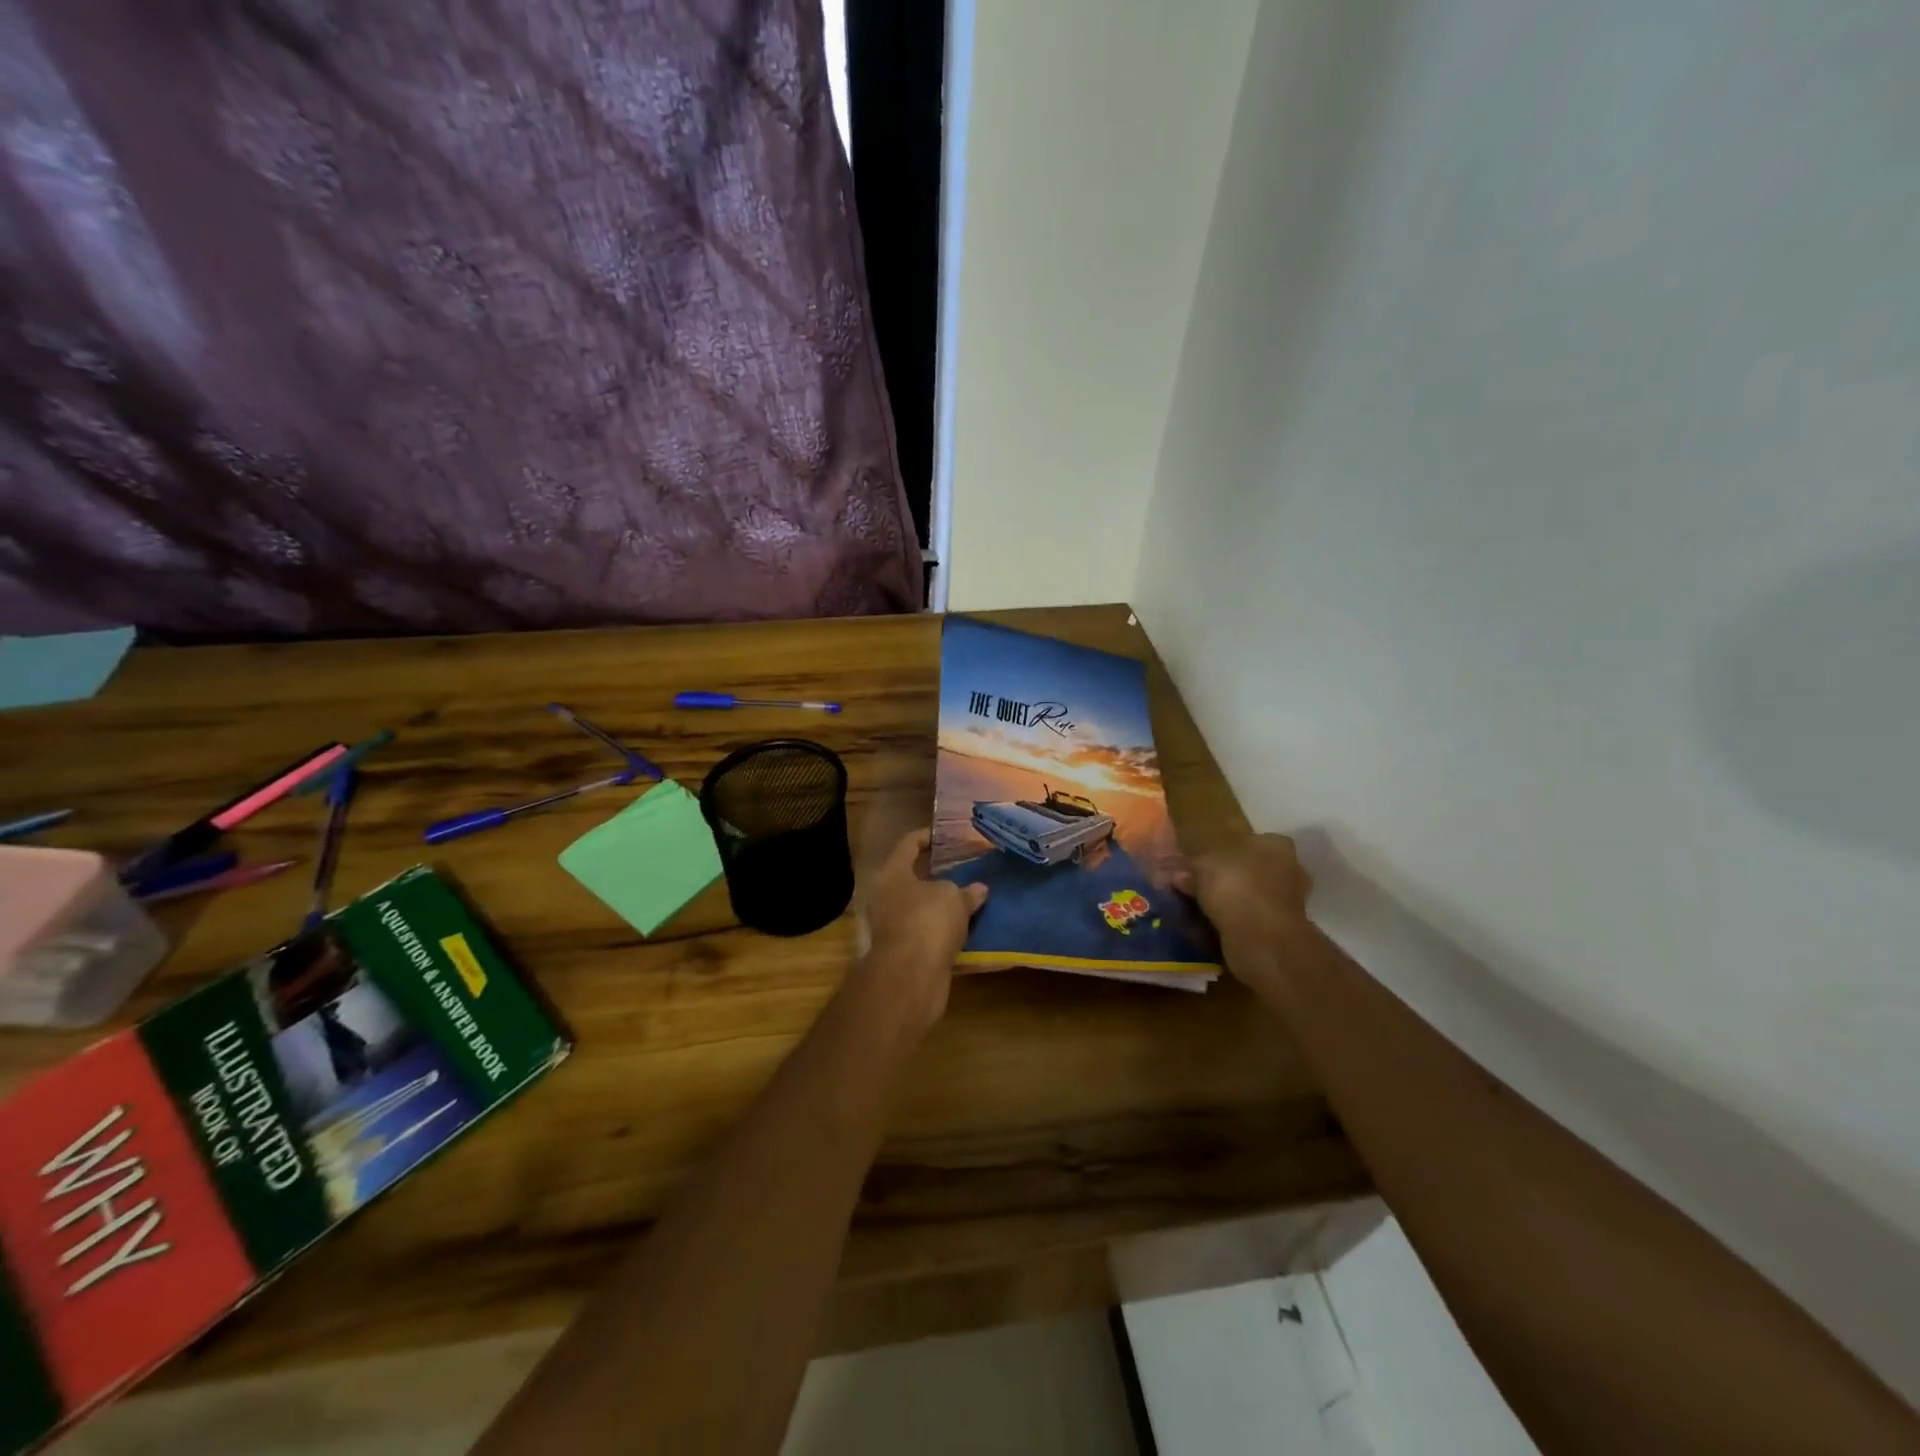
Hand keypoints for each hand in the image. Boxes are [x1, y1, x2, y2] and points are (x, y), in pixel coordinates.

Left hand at [846, 829, 988, 1042]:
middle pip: (912, 878)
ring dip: (941, 905)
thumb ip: (966, 891)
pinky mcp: (904, 952)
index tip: (946, 834)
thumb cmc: (928, 920)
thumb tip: (978, 889)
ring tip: (970, 897)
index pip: (908, 844)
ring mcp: (892, 926)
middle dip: (937, 874)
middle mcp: (886, 897)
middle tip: (964, 867)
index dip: (927, 836)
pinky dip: (943, 929)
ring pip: (920, 907)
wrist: (911, 976)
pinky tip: (966, 927)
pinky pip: (927, 932)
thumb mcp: (954, 897)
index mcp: (893, 873)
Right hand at [1174, 834, 1312, 1003]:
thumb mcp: (1202, 866)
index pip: (1249, 840)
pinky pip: (1249, 920)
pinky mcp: (1281, 931)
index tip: (1199, 862)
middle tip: (1193, 886)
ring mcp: (1288, 903)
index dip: (1221, 850)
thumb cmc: (1236, 887)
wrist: (1262, 940)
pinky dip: (1232, 922)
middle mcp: (1290, 871)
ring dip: (1227, 902)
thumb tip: (1175, 873)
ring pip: (1249, 896)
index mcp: (1275, 846)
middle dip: (1223, 878)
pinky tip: (1210, 926)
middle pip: (1249, 869)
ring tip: (1196, 908)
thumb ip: (1189, 866)